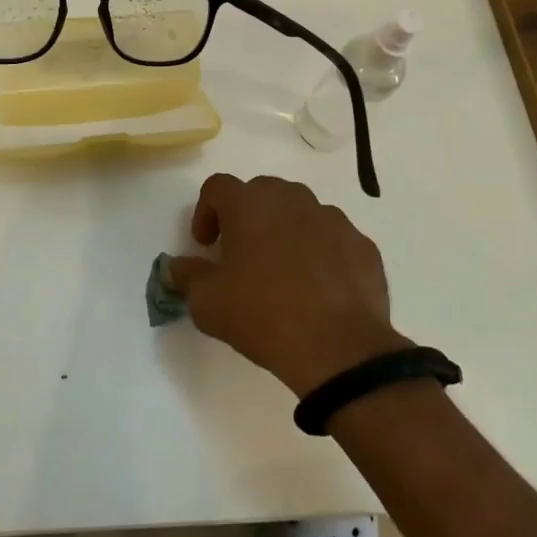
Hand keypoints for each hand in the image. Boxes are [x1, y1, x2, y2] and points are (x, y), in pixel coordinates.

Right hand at [164, 174, 409, 395]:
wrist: (340, 349)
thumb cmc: (263, 316)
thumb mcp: (208, 304)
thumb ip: (186, 277)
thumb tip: (175, 267)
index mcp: (249, 204)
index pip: (217, 187)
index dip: (205, 211)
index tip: (206, 245)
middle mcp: (291, 199)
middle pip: (261, 193)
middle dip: (247, 217)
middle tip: (242, 254)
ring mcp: (331, 218)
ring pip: (300, 212)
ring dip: (286, 231)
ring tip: (284, 272)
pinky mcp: (362, 244)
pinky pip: (333, 238)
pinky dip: (321, 253)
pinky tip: (319, 289)